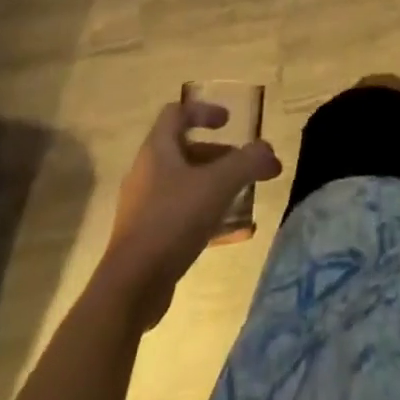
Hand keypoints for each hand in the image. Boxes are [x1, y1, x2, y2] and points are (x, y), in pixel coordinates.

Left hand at [101, 101, 281, 327]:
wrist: (130, 288)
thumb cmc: (173, 220)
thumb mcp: (218, 184)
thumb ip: (248, 162)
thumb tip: (269, 151)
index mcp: (157, 151)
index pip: (177, 113)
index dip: (204, 111)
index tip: (229, 122)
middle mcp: (147, 174)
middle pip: (185, 152)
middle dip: (219, 156)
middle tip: (245, 166)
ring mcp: (145, 209)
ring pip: (186, 186)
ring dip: (216, 188)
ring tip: (244, 198)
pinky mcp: (148, 240)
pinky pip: (183, 218)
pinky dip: (209, 218)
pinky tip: (236, 234)